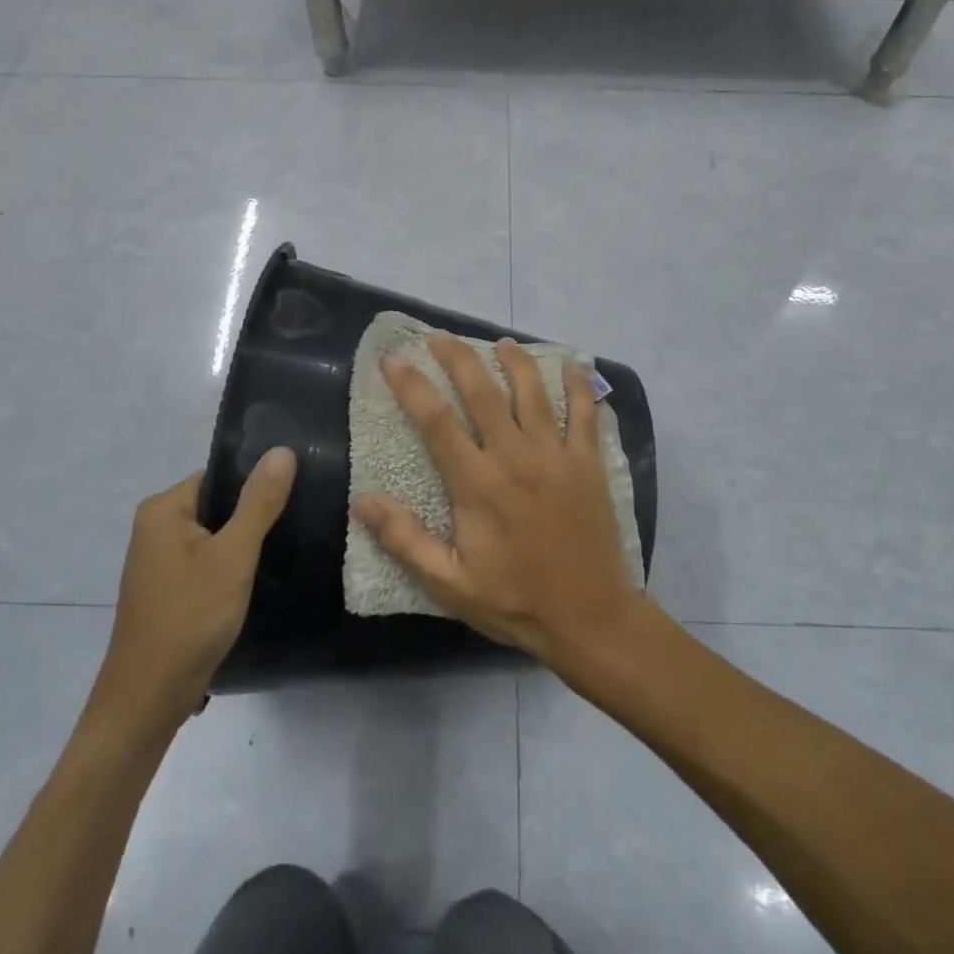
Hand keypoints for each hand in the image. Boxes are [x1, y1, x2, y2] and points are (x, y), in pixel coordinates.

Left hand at [96, 450, 295, 724]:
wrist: (148, 700)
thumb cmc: (190, 618)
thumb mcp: (233, 555)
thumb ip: (259, 502)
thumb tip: (282, 450)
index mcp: (163, 508)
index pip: (221, 476)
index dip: (257, 484)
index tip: (296, 494)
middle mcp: (155, 526)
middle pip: (218, 504)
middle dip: (254, 515)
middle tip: (297, 522)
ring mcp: (159, 560)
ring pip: (216, 535)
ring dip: (245, 543)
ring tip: (286, 547)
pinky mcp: (168, 588)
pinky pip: (207, 560)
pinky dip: (231, 566)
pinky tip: (260, 577)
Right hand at [352, 334, 645, 667]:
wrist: (590, 618)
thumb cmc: (515, 602)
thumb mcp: (450, 584)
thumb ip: (405, 540)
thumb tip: (363, 500)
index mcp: (478, 484)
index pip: (437, 421)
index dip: (412, 386)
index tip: (393, 360)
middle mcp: (516, 457)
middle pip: (483, 392)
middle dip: (458, 358)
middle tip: (439, 336)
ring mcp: (557, 456)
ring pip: (533, 392)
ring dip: (515, 361)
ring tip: (501, 342)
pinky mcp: (589, 463)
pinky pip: (586, 413)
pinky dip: (579, 385)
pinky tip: (571, 366)